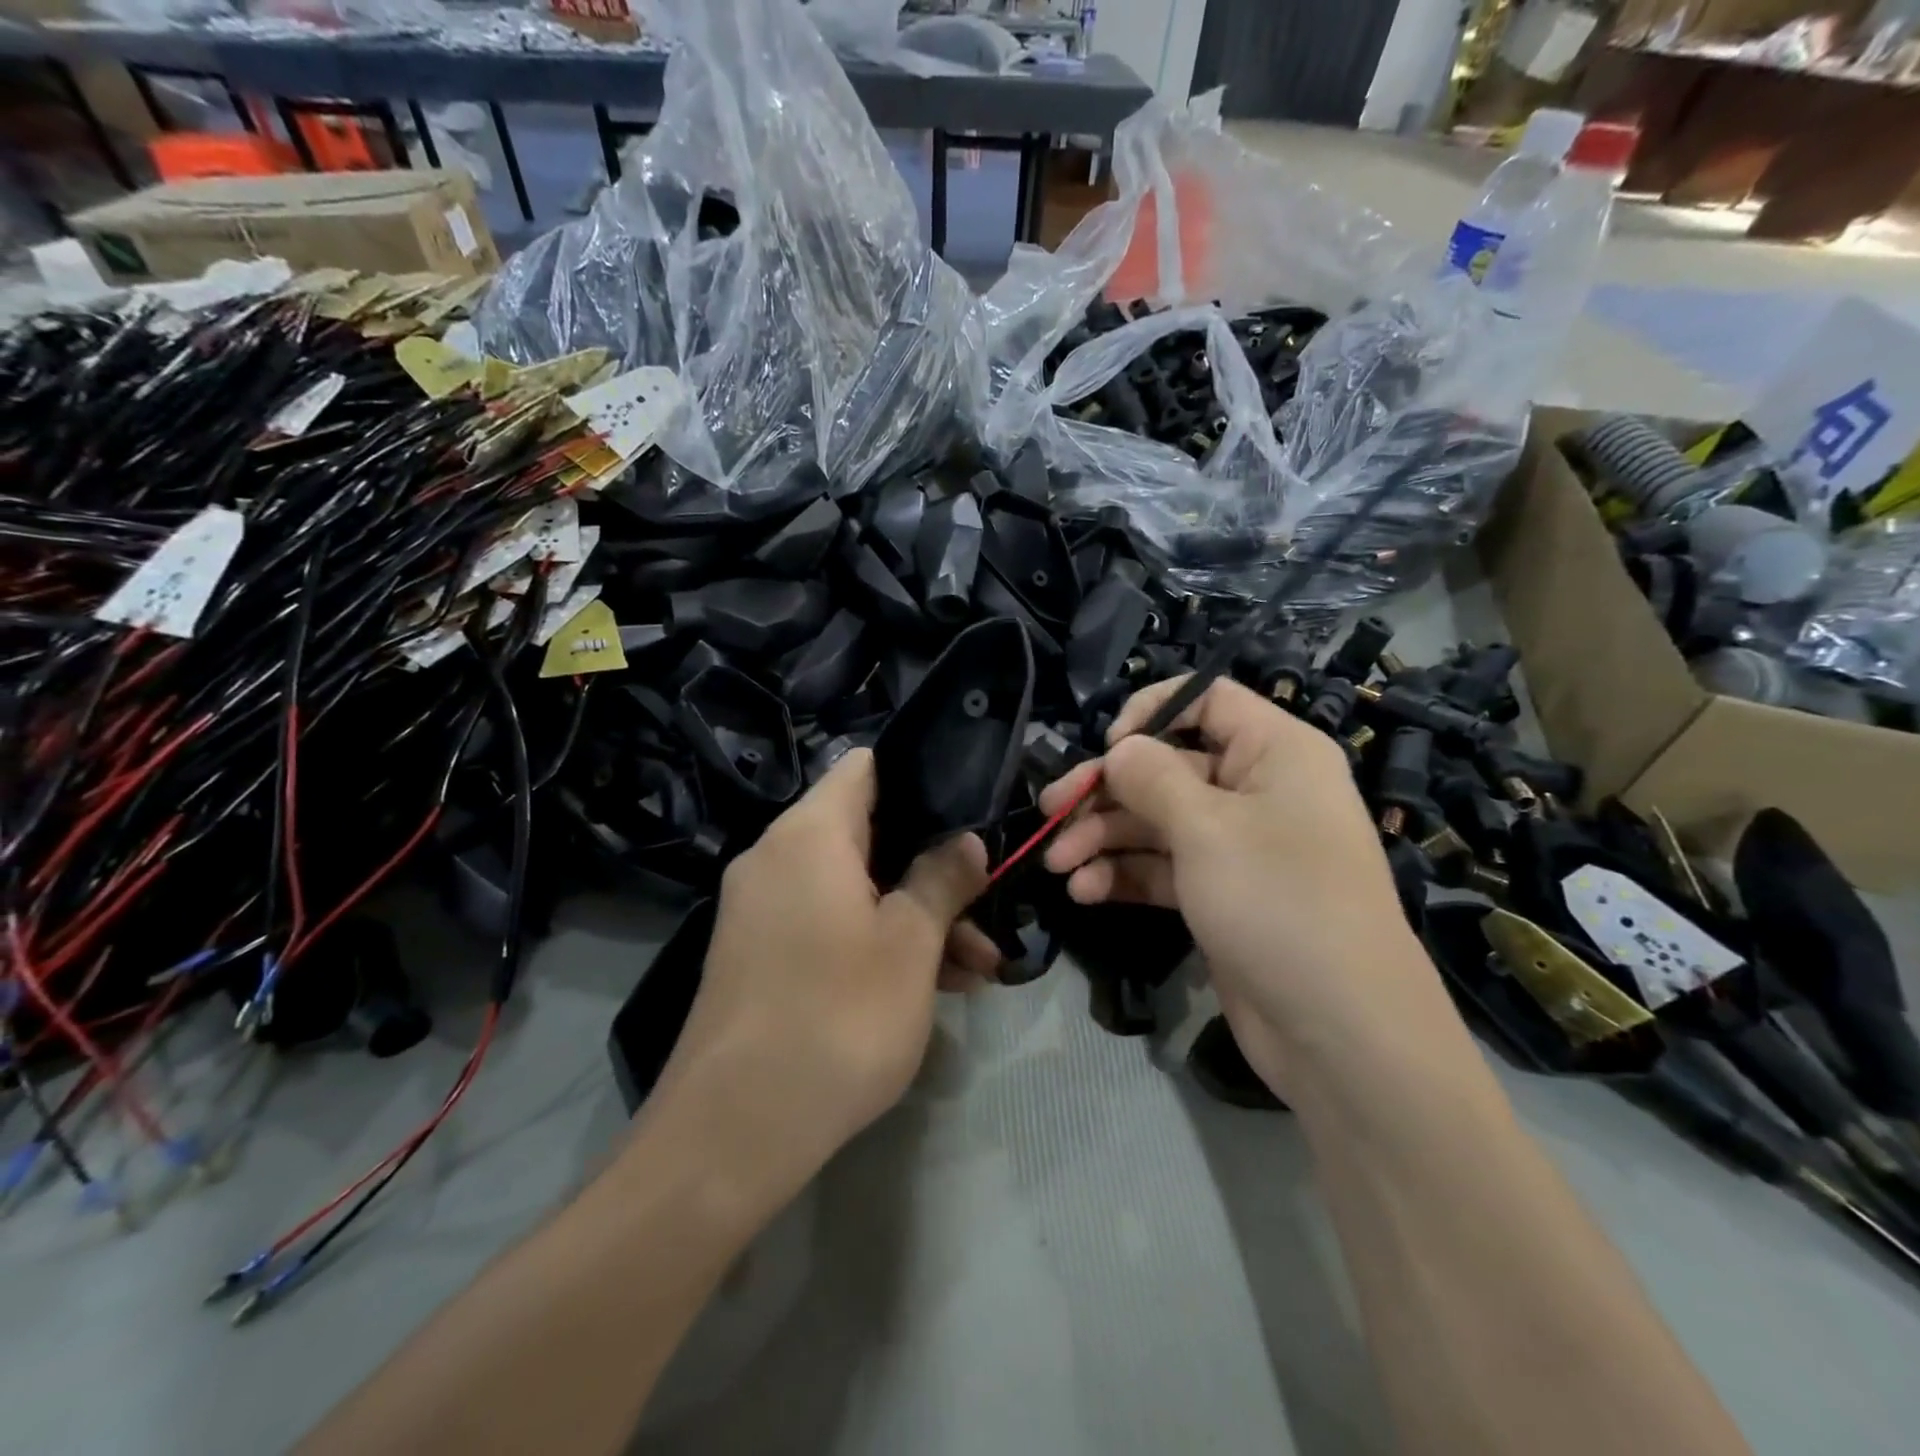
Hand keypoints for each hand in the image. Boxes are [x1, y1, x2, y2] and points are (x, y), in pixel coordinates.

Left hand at [653, 749, 994, 1192]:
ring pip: (854, 888)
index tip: (966, 814)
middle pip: (868, 834)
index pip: (865, 768)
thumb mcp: (910, 945)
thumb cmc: (837, 1018)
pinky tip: (932, 988)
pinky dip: (876, 942)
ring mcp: (762, 909)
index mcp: (809, 834)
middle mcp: (777, 857)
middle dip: (932, 870)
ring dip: (914, 916)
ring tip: (978, 969)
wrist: (731, 1133)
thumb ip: (942, 879)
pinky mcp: (760, 955)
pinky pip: (829, 924)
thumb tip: (966, 841)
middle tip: (986, 909)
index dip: (920, 779)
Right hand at [1038, 676, 1448, 1099]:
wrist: (1341, 1034)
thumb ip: (1152, 777)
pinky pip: (1163, 868)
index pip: (1207, 699)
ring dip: (1104, 838)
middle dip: (1106, 791)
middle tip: (1050, 811)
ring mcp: (1238, 847)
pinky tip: (1085, 892)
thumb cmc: (1279, 902)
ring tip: (1059, 865)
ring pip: (1157, 821)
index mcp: (1275, 752)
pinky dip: (1124, 874)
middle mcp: (1257, 790)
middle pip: (1167, 766)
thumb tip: (1119, 749)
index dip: (1151, 712)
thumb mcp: (1207, 828)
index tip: (1108, 747)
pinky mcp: (1220, 895)